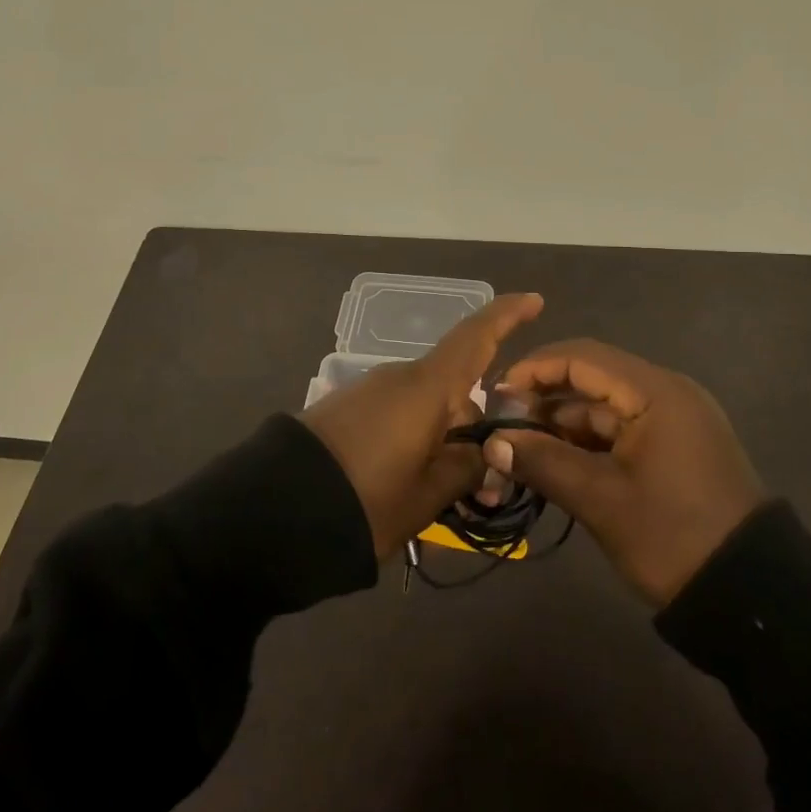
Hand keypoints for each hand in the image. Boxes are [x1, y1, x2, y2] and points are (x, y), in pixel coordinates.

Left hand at [299, 292, 544, 560]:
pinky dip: (415, 440)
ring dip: (444, 441)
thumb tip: (484, 452)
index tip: (535, 301)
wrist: (275, 510)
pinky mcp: (345, 410)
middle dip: (476, 428)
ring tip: (446, 495)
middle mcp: (399, 378)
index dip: (507, 315)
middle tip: (487, 485)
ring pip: (426, 407)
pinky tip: (410, 483)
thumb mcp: (428, 495)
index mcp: (426, 388)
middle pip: (455, 389)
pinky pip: (397, 416)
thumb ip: (466, 469)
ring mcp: (369, 392)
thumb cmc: (366, 500)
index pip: (475, 337)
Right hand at [487, 340, 766, 605]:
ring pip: (602, 408)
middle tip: (502, 428)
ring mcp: (671, 421)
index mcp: (655, 392)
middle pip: (590, 379)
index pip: (581, 357)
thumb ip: (543, 462)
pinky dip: (585, 443)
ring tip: (518, 450)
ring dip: (560, 425)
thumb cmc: (673, 537)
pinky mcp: (672, 448)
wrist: (750, 594)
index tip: (496, 396)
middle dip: (543, 399)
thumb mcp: (601, 500)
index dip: (533, 369)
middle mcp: (665, 393)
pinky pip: (619, 431)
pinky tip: (552, 462)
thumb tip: (492, 443)